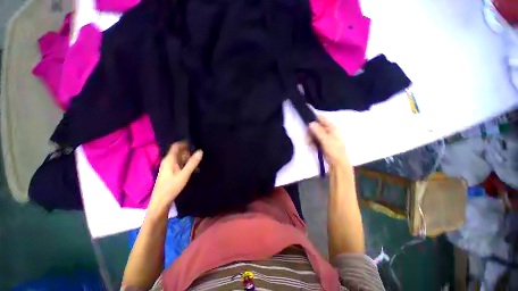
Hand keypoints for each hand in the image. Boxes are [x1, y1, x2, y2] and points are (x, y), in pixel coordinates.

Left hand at [147, 142, 202, 214]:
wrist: (161, 201)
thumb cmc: (172, 187)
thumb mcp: (184, 174)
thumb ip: (192, 162)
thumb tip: (200, 151)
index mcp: (169, 159)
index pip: (176, 146)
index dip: (185, 143)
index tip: (195, 144)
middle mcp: (168, 161)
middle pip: (179, 152)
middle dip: (189, 153)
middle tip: (199, 157)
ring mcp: (168, 167)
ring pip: (179, 159)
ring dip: (188, 160)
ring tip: (198, 165)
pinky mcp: (169, 172)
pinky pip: (179, 165)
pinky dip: (186, 165)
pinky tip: (193, 171)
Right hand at [309, 116, 349, 168]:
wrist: (337, 163)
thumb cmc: (333, 150)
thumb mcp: (325, 139)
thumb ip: (318, 131)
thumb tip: (311, 123)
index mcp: (332, 128)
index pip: (322, 119)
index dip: (314, 120)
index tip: (307, 124)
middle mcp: (328, 131)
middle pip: (316, 127)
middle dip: (311, 132)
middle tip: (308, 137)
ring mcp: (325, 137)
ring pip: (314, 134)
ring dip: (311, 139)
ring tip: (310, 144)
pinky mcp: (322, 143)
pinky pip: (315, 141)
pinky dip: (313, 143)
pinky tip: (313, 147)